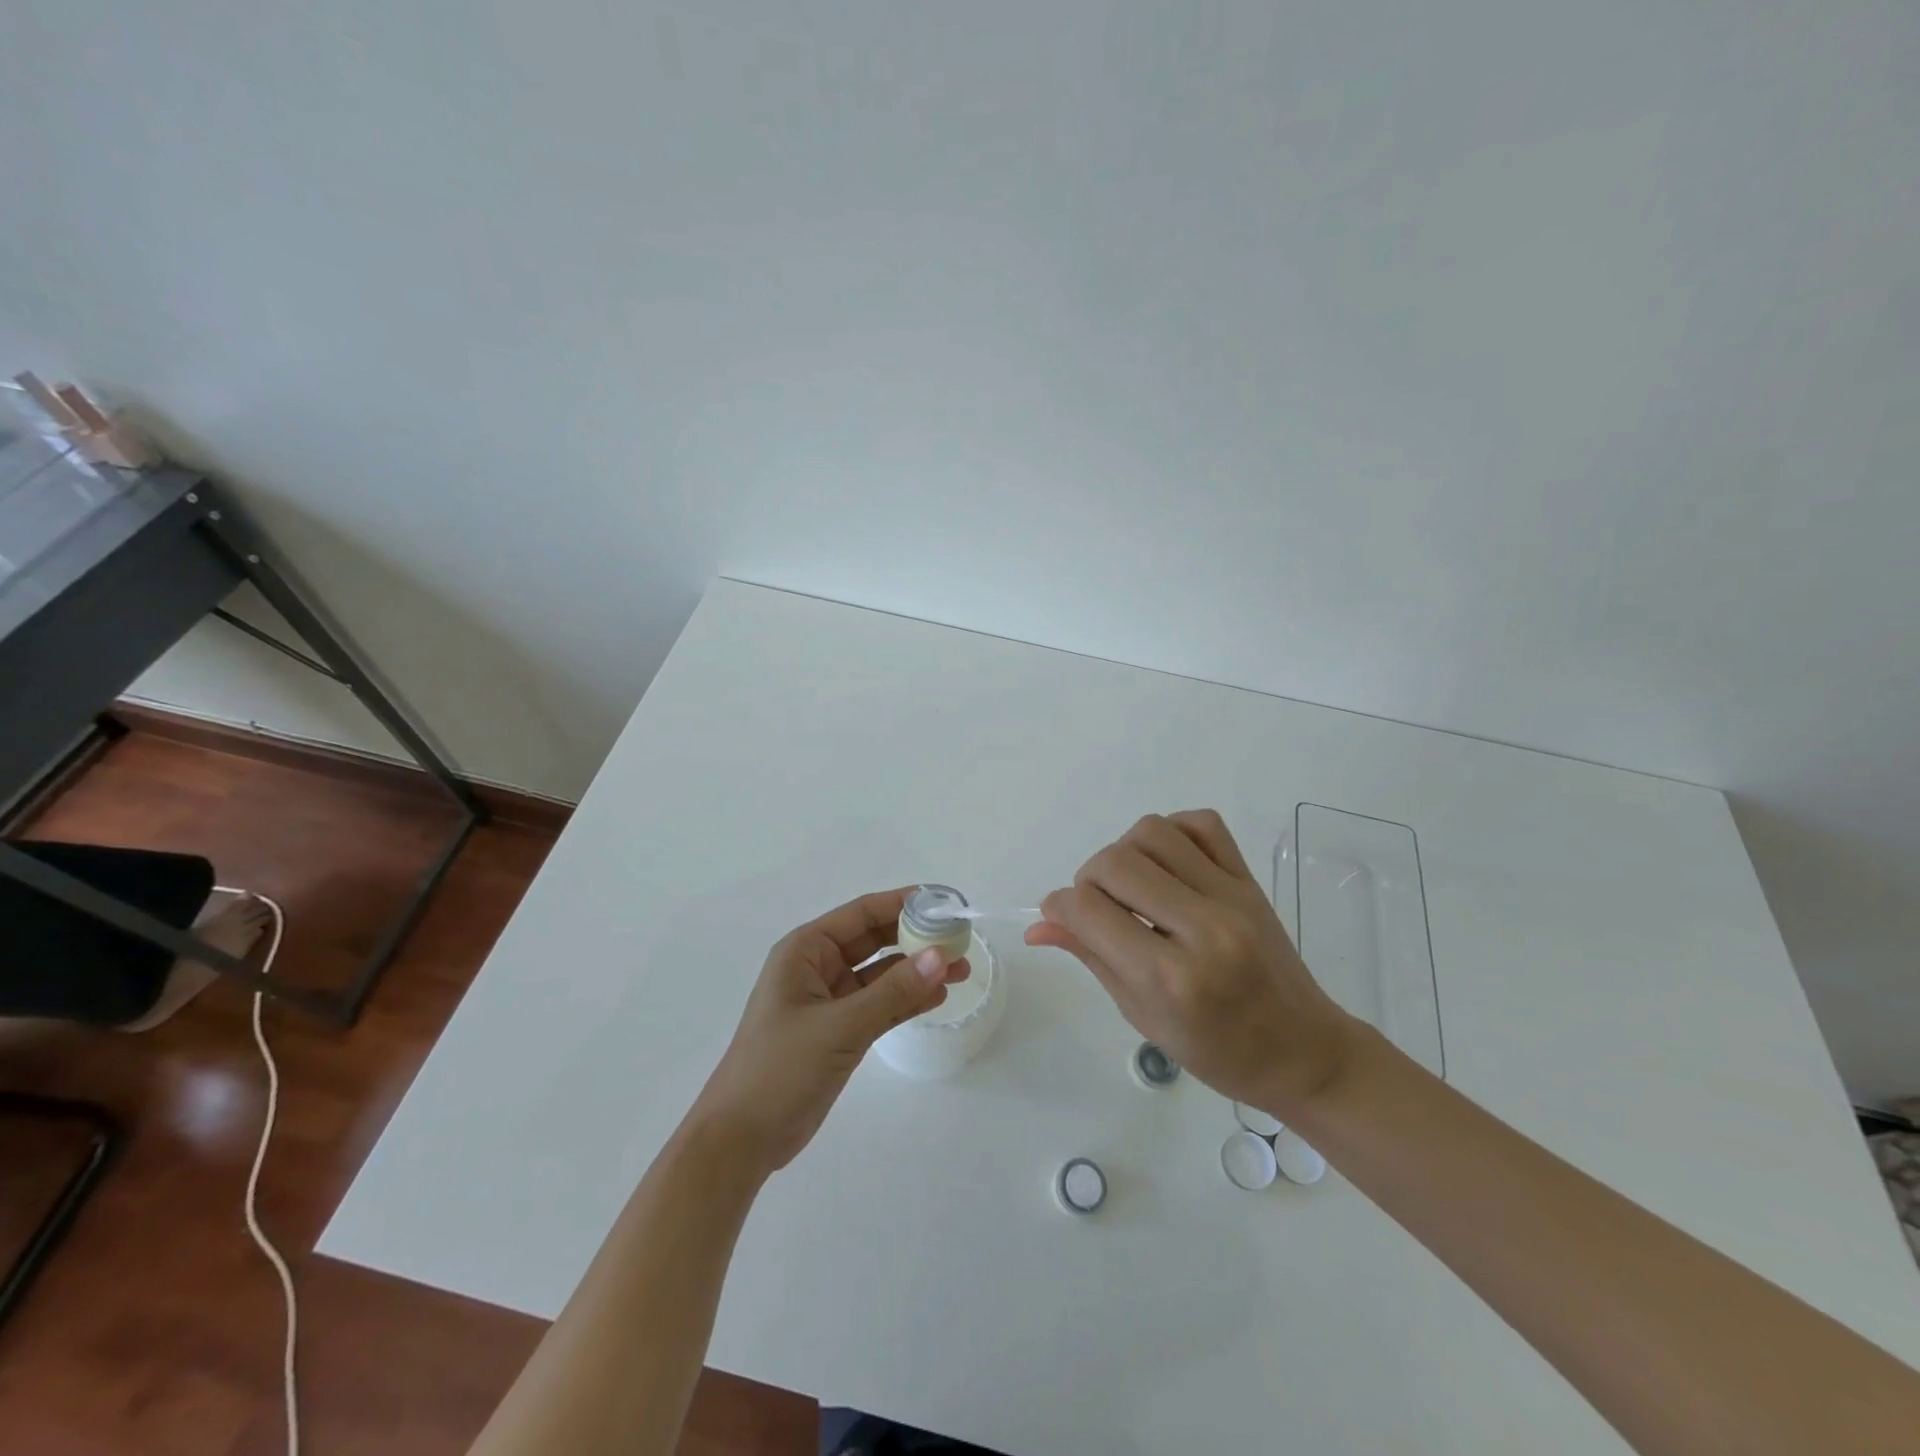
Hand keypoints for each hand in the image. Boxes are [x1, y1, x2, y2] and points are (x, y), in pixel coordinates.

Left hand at [690, 888, 969, 1176]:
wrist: (740, 1140)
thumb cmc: (780, 1068)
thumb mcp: (840, 1026)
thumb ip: (893, 992)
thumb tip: (941, 956)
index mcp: (805, 951)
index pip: (861, 914)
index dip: (904, 904)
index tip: (945, 902)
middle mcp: (817, 967)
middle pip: (874, 940)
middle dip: (916, 938)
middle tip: (961, 938)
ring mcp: (829, 1001)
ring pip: (881, 975)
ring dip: (917, 971)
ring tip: (961, 969)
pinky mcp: (838, 1032)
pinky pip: (879, 1005)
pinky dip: (906, 1000)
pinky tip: (937, 997)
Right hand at [1025, 810, 1361, 1118]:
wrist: (1301, 1052)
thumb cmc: (1217, 1052)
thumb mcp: (1142, 1016)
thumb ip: (1091, 957)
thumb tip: (1039, 923)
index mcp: (1169, 978)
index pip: (1088, 910)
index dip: (1059, 906)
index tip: (1060, 915)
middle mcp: (1201, 928)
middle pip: (1115, 863)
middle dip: (1088, 879)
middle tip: (1098, 907)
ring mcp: (1231, 897)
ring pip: (1152, 832)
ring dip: (1125, 852)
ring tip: (1132, 885)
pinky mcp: (1250, 880)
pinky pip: (1202, 823)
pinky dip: (1171, 831)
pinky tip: (1166, 864)